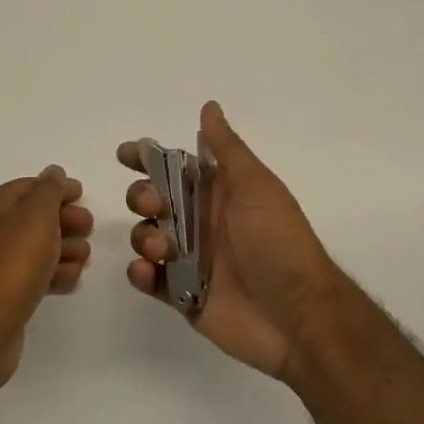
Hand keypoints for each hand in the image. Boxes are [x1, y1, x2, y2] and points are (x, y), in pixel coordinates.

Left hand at [0, 167, 93, 387]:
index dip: (56, 187)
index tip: (83, 194)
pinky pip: (33, 276)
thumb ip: (49, 190)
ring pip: (36, 249)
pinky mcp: (3, 296)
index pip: (27, 187)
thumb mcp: (36, 215)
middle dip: (64, 220)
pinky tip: (70, 280)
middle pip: (33, 218)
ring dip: (64, 249)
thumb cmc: (11, 263)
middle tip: (88, 227)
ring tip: (84, 257)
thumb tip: (54, 172)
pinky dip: (53, 274)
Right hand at [121, 102, 339, 379]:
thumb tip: (209, 106)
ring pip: (146, 236)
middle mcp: (200, 221)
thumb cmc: (278, 241)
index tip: (126, 155)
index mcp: (218, 192)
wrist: (298, 317)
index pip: (174, 167)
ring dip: (143, 235)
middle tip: (154, 204)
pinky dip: (141, 273)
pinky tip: (148, 272)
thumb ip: (227, 149)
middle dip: (141, 196)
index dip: (147, 158)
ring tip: (162, 248)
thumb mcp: (256, 186)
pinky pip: (150, 278)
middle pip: (152, 199)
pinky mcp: (183, 294)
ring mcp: (190, 259)